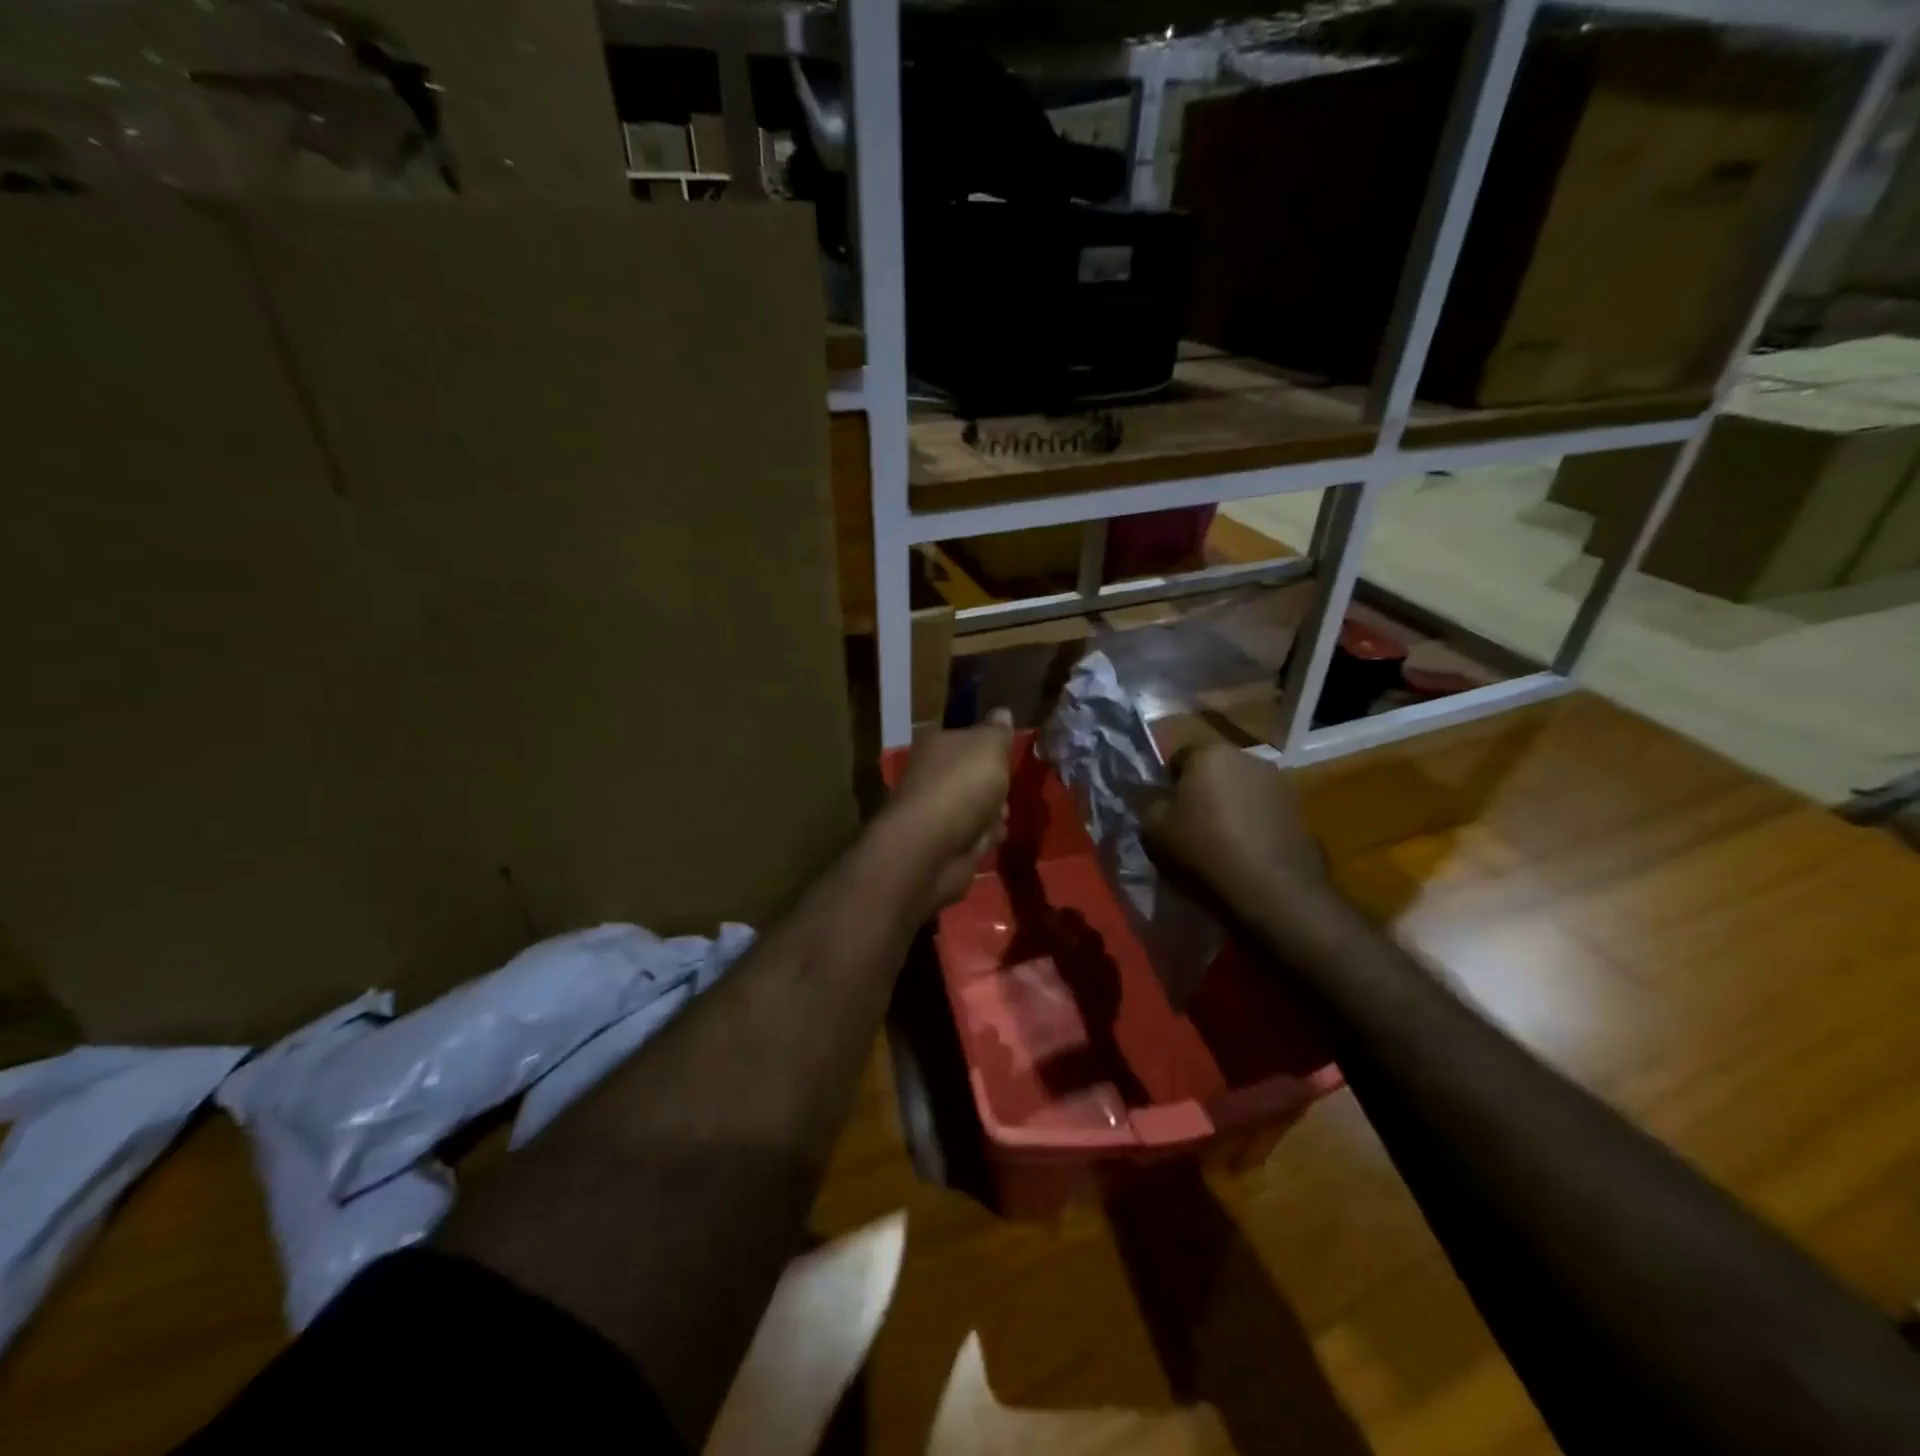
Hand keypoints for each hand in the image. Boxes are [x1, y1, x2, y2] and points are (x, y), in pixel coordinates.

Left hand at [887, 709, 1014, 907]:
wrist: (935, 845)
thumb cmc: (962, 783)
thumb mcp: (990, 745)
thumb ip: (998, 730)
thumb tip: (1002, 712)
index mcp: (935, 743)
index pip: (960, 734)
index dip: (984, 741)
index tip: (1005, 748)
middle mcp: (930, 773)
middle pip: (970, 773)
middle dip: (994, 782)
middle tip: (1007, 784)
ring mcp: (935, 810)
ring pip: (975, 805)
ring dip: (993, 811)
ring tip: (1001, 814)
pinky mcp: (943, 842)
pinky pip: (973, 833)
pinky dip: (985, 836)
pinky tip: (993, 836)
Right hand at [1142, 744, 1330, 909]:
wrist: (1272, 889)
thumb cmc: (1204, 849)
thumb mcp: (1153, 828)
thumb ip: (1150, 804)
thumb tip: (1157, 798)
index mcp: (1209, 753)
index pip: (1179, 757)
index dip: (1168, 783)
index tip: (1165, 810)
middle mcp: (1248, 757)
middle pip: (1215, 770)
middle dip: (1203, 791)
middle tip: (1191, 825)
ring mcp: (1279, 783)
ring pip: (1242, 790)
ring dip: (1231, 807)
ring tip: (1222, 842)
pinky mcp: (1300, 810)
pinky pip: (1264, 811)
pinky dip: (1253, 824)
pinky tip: (1247, 853)